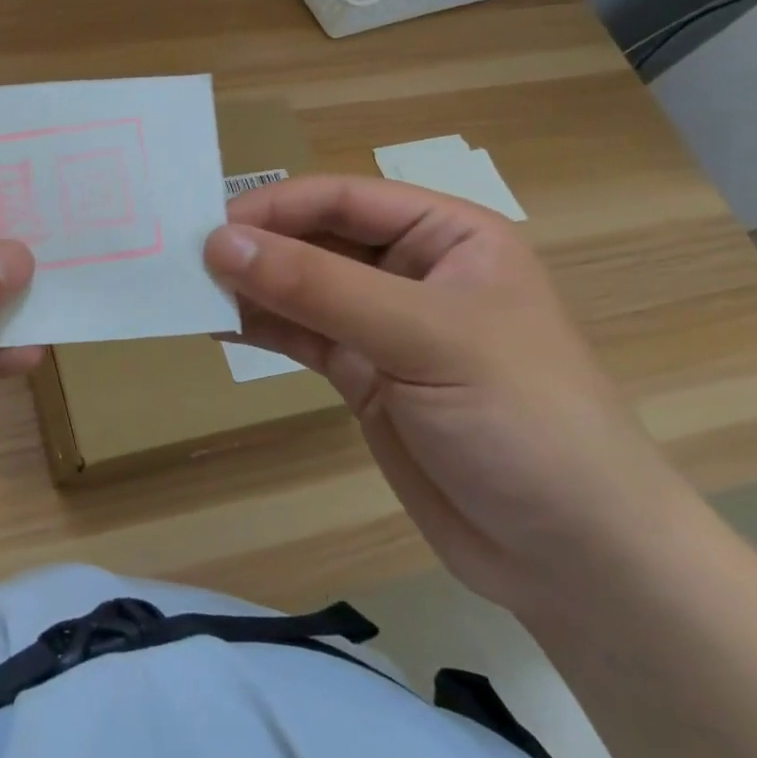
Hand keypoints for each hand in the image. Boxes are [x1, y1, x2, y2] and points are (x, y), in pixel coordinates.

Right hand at [204, 175, 702, 618]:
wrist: (572, 558)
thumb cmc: (521, 420)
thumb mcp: (422, 338)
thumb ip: (317, 287)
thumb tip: (219, 243)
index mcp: (446, 237)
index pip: (344, 199)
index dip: (275, 208)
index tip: (209, 229)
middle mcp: (411, 271)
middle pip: (315, 240)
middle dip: (255, 249)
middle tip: (184, 263)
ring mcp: (383, 327)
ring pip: (300, 290)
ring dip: (248, 290)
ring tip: (188, 296)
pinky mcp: (362, 376)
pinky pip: (299, 337)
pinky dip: (258, 329)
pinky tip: (216, 329)